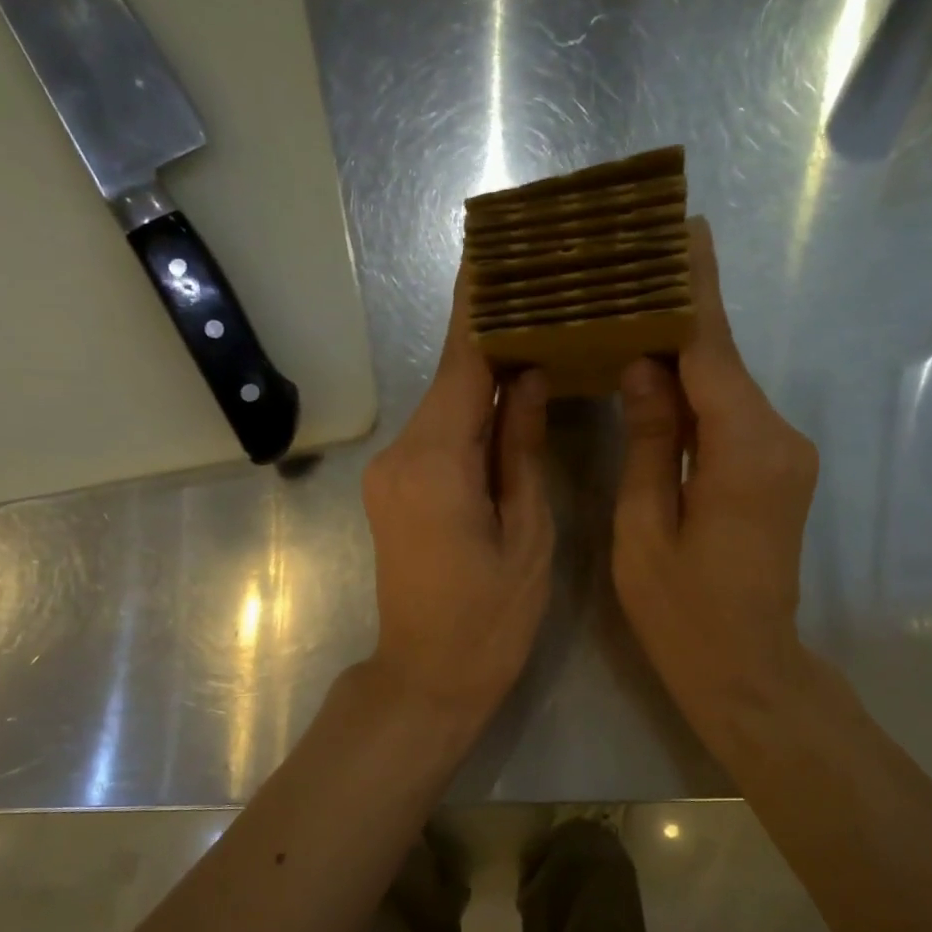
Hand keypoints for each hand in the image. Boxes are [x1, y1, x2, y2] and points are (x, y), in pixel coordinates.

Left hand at [362, 264, 552, 736]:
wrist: (426, 679)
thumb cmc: (489, 620)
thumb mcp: (526, 535)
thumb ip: (521, 450)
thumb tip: (526, 378)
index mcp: (435, 463)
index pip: (460, 364)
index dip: (478, 307)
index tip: (494, 252)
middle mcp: (401, 455)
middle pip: (450, 379)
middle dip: (490, 335)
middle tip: (540, 290)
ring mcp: (391, 473)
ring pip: (445, 407)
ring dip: (483, 375)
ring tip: (536, 334)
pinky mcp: (395, 491)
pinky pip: (438, 436)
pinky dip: (471, 413)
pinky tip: (508, 398)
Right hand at [612, 216, 819, 758]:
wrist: (748, 670)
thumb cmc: (684, 612)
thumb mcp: (646, 528)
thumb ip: (650, 440)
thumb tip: (644, 365)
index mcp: (745, 450)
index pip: (713, 350)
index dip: (694, 289)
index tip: (682, 229)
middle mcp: (779, 439)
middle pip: (722, 363)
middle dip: (681, 316)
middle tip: (631, 270)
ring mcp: (786, 456)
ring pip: (726, 389)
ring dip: (685, 357)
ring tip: (631, 315)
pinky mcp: (778, 473)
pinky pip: (732, 418)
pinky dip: (697, 395)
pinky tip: (657, 380)